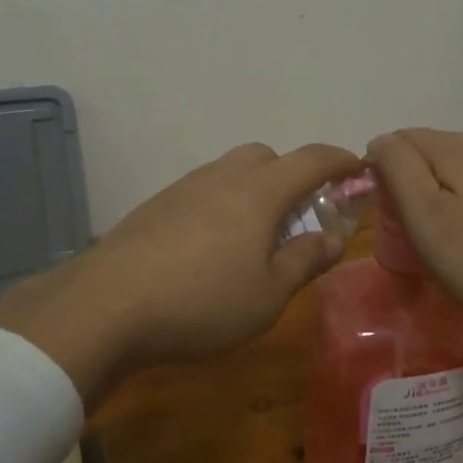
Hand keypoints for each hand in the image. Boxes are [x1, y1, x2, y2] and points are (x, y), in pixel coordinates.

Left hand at [0, 142, 363, 403]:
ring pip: (230, 172)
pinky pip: (202, 191)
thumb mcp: (269, 294)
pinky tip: (210, 248)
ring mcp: (183, 188)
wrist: (106, 306)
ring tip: (254, 238)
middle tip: (298, 215)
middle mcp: (221, 177)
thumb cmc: (203, 301)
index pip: (310, 160)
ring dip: (253, 191)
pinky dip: (221, 205)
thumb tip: (333, 237)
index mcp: (258, 192)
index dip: (338, 160)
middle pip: (265, 157)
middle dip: (291, 174)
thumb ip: (305, 259)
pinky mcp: (154, 207)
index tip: (356, 166)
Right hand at [366, 129, 462, 324]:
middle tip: (408, 228)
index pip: (399, 139)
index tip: (385, 212)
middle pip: (426, 151)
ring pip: (450, 168)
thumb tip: (379, 141)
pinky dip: (459, 201)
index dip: (381, 171)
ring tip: (435, 234)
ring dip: (433, 192)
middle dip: (407, 181)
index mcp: (457, 146)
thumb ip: (397, 168)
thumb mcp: (425, 214)